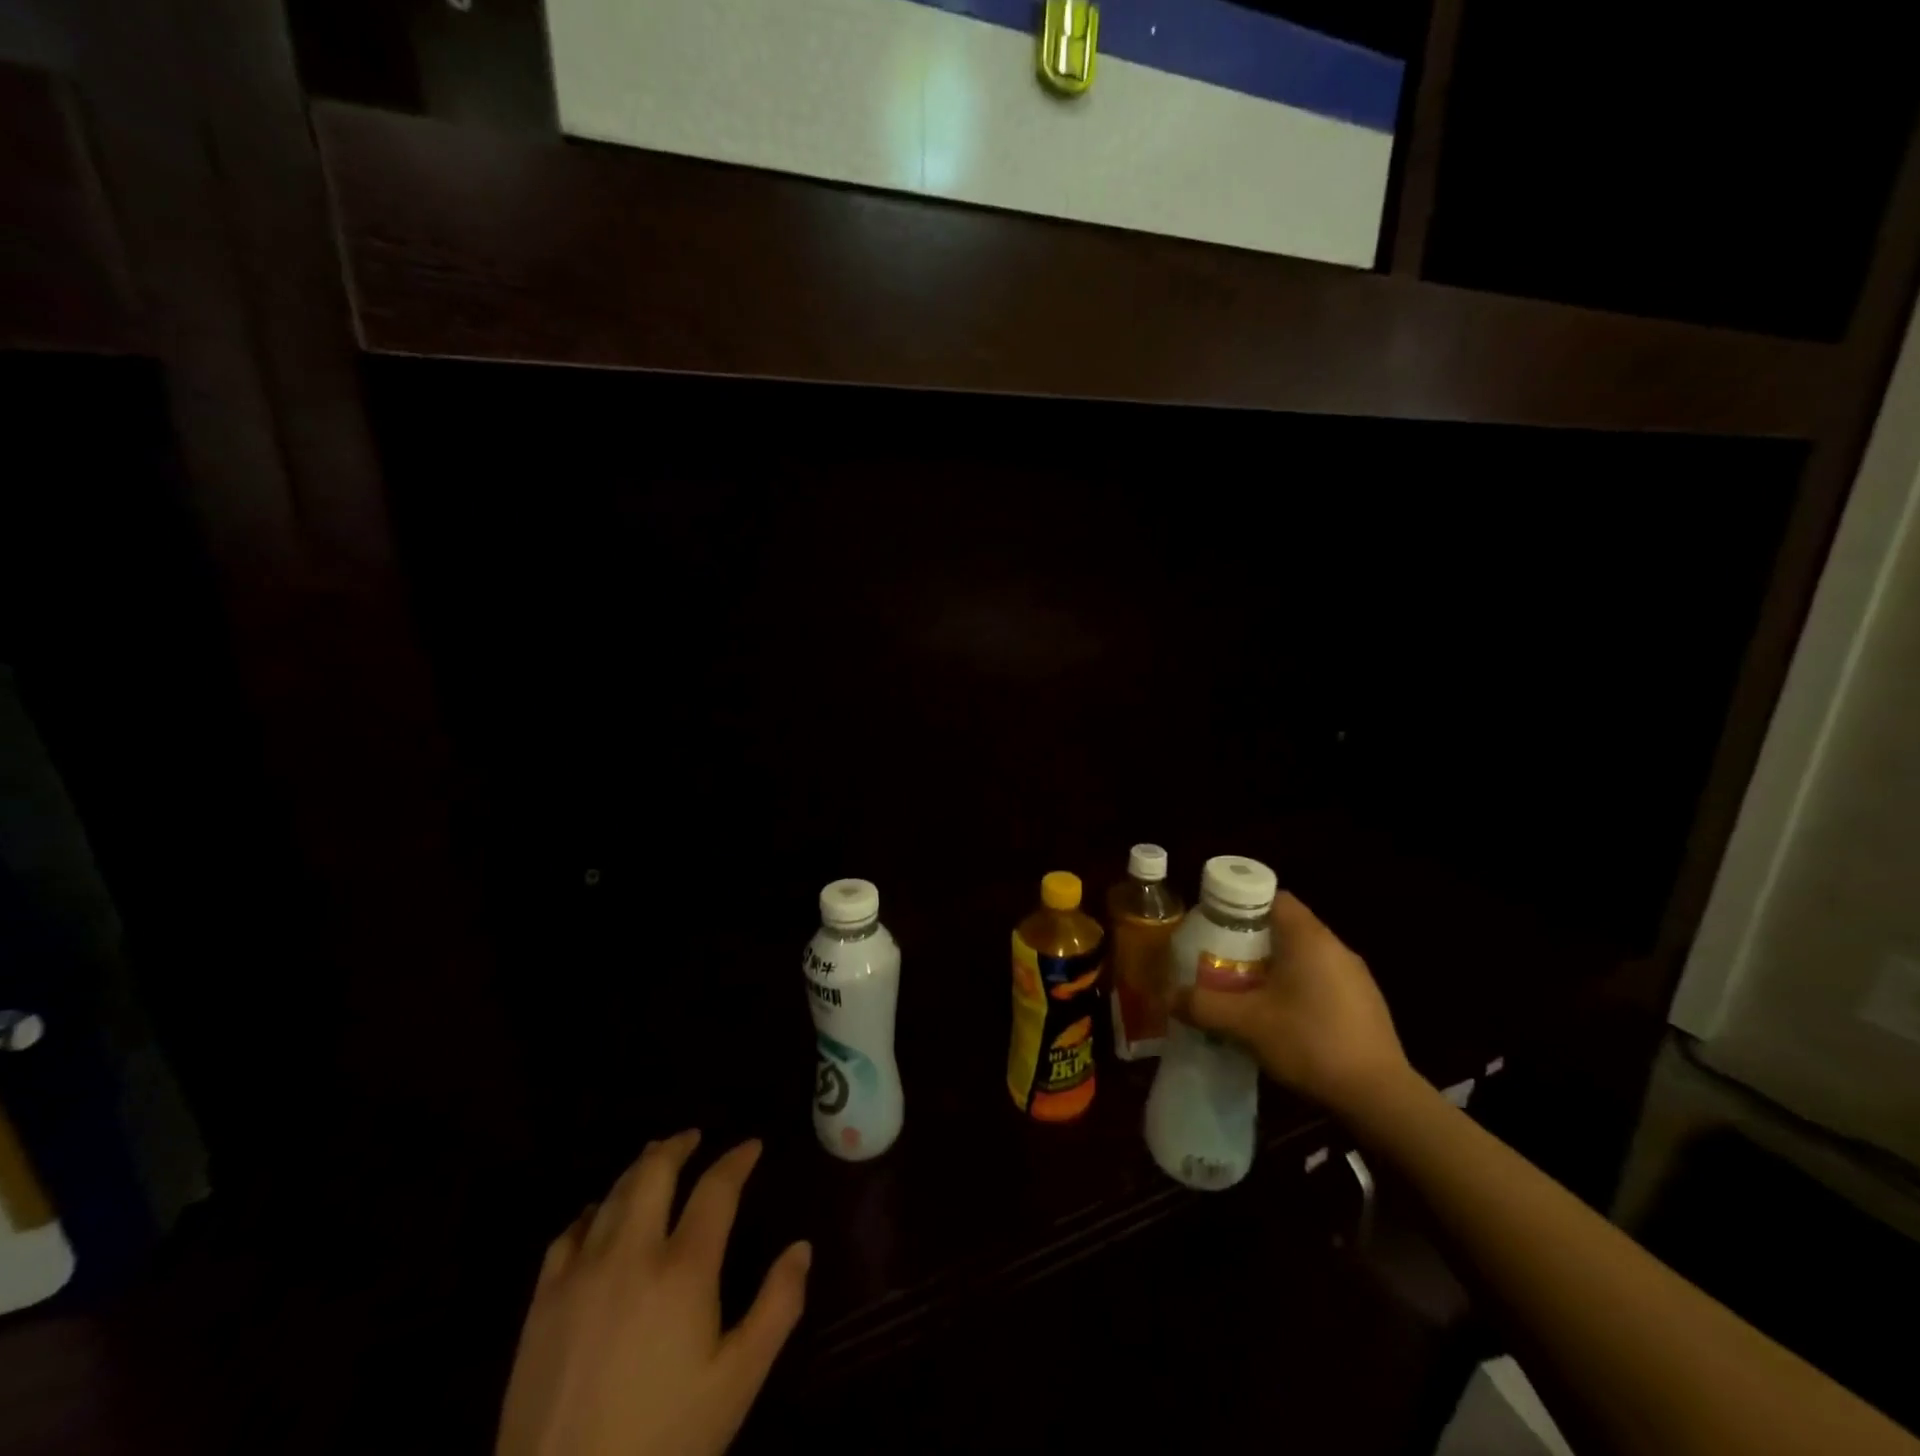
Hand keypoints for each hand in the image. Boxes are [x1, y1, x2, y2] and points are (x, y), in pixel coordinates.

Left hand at [496, 1131, 811, 1455]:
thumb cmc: (663, 1440)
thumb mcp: (737, 1382)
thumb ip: (778, 1307)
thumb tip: (802, 1247)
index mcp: (683, 1270)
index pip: (716, 1189)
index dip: (737, 1160)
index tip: (751, 1146)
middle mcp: (631, 1254)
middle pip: (654, 1173)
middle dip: (678, 1146)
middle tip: (694, 1137)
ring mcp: (580, 1274)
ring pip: (612, 1194)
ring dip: (638, 1169)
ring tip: (654, 1159)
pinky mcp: (542, 1302)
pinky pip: (568, 1234)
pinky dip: (591, 1211)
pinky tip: (598, 1214)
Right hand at [1171, 892, 1411, 1117]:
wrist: (1380, 1098)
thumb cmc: (1310, 1042)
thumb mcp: (1246, 1024)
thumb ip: (1203, 1006)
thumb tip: (1167, 997)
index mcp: (1308, 937)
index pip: (1273, 896)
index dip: (1240, 904)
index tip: (1215, 923)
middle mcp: (1335, 947)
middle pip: (1286, 927)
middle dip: (1251, 940)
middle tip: (1221, 959)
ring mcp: (1355, 977)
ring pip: (1304, 956)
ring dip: (1274, 966)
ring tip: (1246, 991)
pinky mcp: (1365, 1005)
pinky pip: (1321, 981)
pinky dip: (1297, 988)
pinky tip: (1282, 1019)